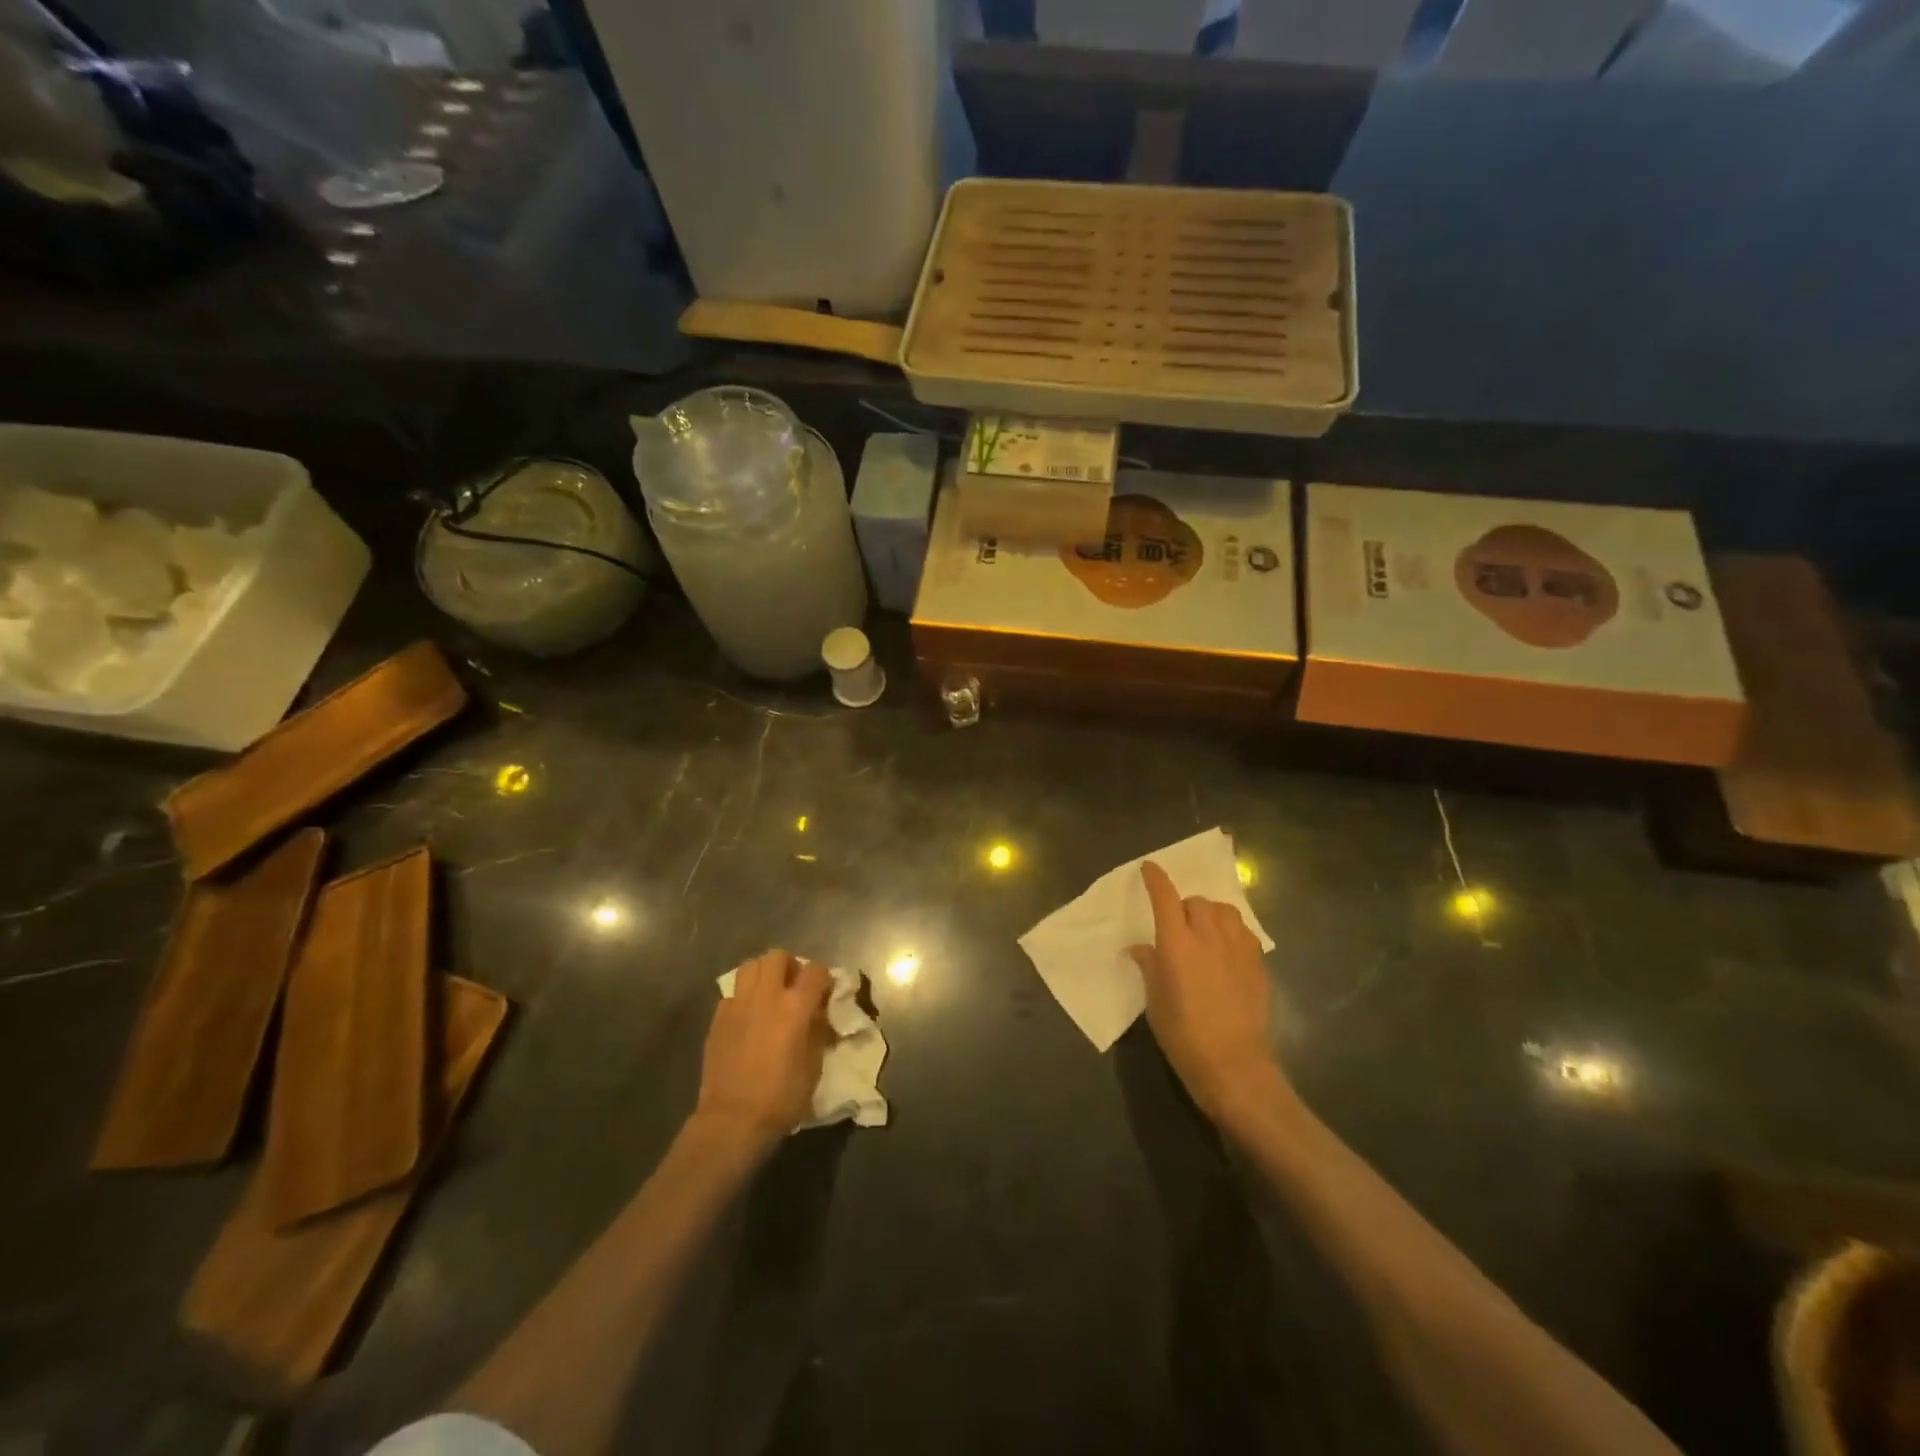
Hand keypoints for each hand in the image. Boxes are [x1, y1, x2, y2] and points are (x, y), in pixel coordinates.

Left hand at [695, 950, 832, 1152]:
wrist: (733, 1121)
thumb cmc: (781, 1098)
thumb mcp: (814, 1066)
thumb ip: (818, 1031)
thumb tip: (819, 1014)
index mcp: (795, 1007)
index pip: (816, 970)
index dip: (824, 978)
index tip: (826, 992)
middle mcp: (766, 996)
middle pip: (777, 956)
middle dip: (790, 965)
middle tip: (794, 987)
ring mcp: (738, 1005)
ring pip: (750, 966)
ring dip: (763, 974)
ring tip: (769, 994)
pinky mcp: (718, 1018)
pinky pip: (733, 993)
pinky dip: (743, 997)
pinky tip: (747, 1017)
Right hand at [1128, 860, 1290, 1128]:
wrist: (1233, 1065)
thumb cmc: (1183, 1035)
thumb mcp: (1155, 1001)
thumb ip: (1149, 966)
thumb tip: (1141, 948)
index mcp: (1176, 944)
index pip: (1165, 897)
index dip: (1156, 879)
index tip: (1149, 868)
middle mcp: (1208, 936)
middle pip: (1196, 902)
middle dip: (1185, 906)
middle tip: (1178, 926)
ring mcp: (1237, 948)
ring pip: (1224, 911)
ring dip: (1211, 914)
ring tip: (1205, 932)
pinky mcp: (1258, 962)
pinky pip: (1243, 931)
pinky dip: (1231, 931)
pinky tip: (1227, 950)